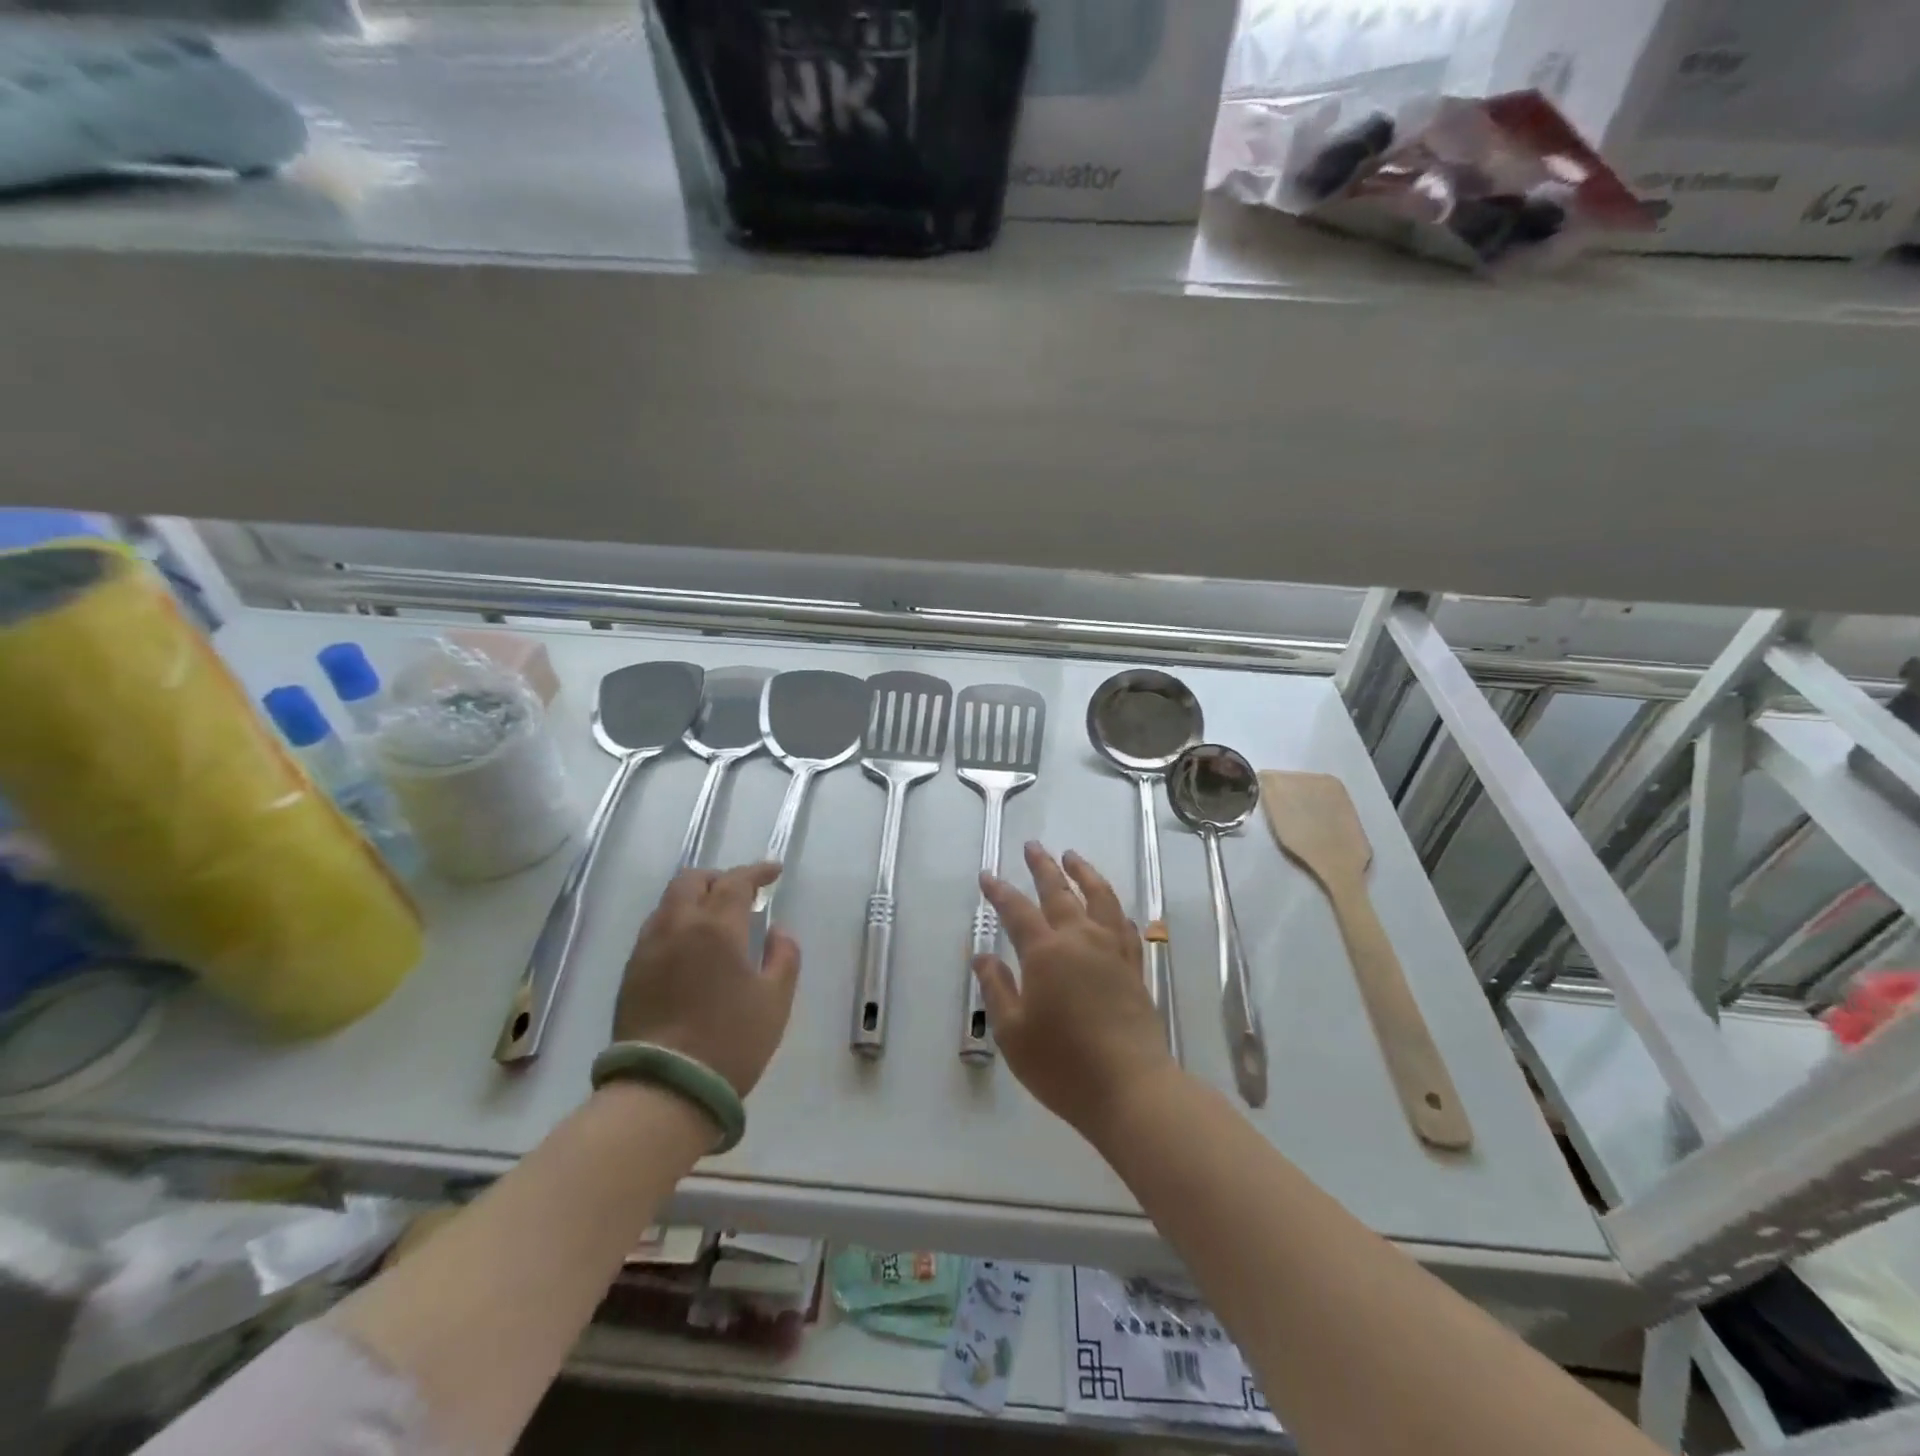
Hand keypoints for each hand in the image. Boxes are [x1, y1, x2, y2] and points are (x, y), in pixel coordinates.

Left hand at [613, 863, 800, 1097]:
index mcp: (715, 927)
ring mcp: (647, 949)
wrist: (664, 1090)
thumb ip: (784, 956)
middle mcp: (676, 926)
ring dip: (694, 899)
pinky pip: (655, 929)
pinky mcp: (630, 974)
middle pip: (691, 881)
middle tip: (741, 893)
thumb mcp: (775, 1000)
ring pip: (668, 903)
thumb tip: (777, 931)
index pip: (736, 882)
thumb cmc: (730, 1041)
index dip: (757, 872)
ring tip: (714, 919)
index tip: (774, 872)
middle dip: (719, 879)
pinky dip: (676, 923)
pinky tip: (690, 948)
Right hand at [973, 843, 1178, 1143]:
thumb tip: (982, 956)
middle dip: (1043, 866)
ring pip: (1099, 897)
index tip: (987, 875)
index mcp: (1046, 952)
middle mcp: (1080, 940)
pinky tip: (1110, 906)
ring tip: (1072, 856)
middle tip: (1033, 846)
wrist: (1131, 1088)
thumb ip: (997, 989)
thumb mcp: (1013, 1032)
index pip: (1017, 910)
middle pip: (1060, 891)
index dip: (999, 892)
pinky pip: (1124, 924)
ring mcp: (1112, 951)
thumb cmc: (1062, 1064)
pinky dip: (1113, 907)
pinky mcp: (1134, 967)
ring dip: (1083, 873)